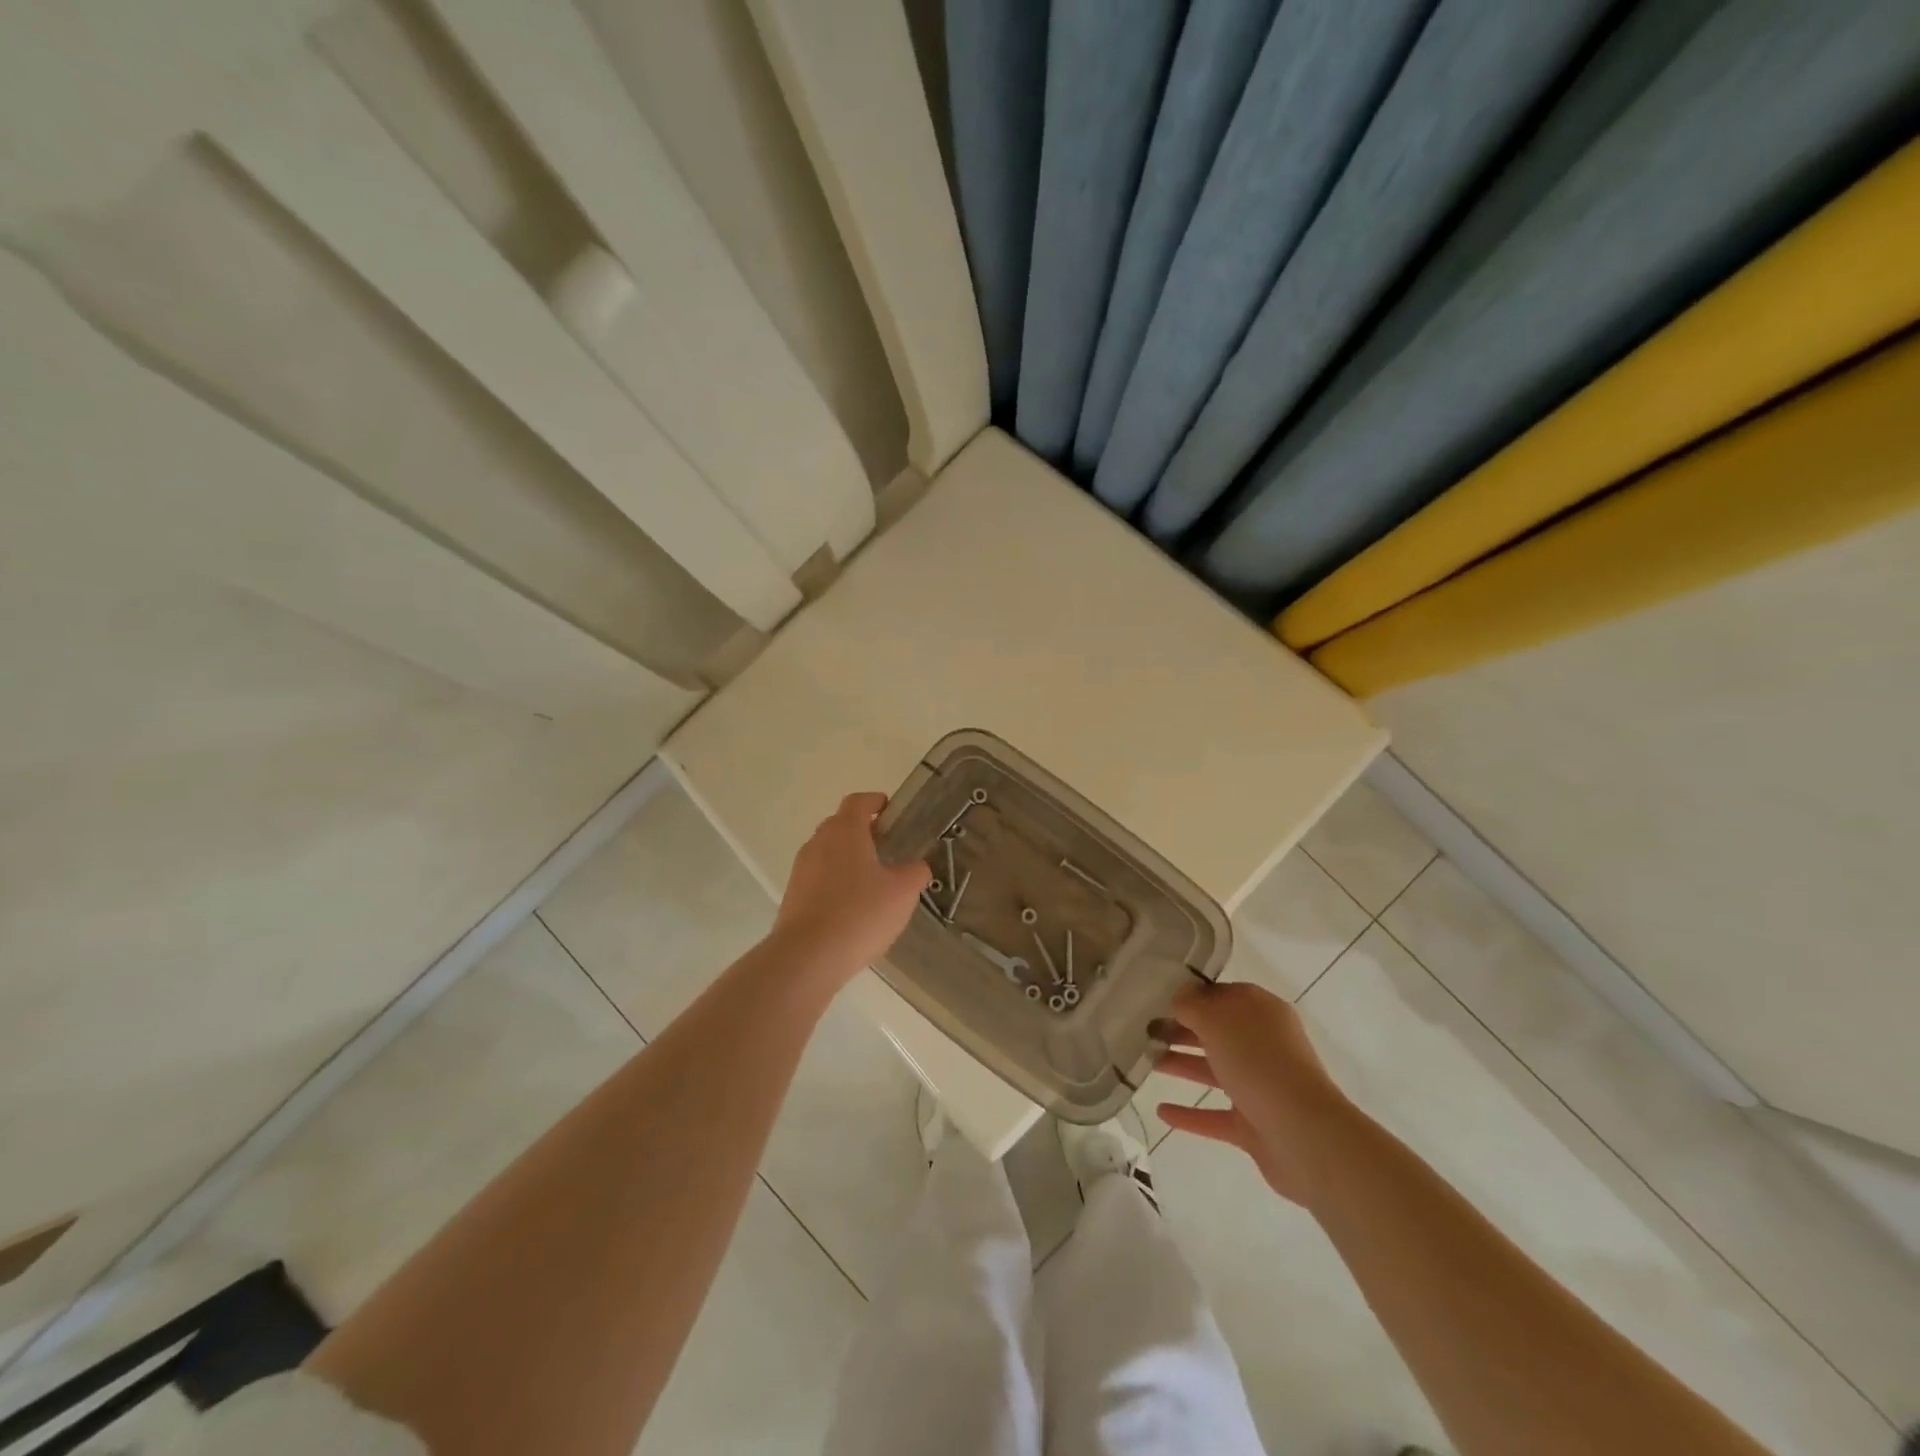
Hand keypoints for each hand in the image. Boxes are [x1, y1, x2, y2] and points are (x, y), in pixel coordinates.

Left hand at [772, 792, 930, 985]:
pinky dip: (836, 883)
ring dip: (849, 859)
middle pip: (841, 825)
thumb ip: (915, 873)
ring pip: (829, 853)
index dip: (876, 802)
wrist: (807, 957)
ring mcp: (802, 869)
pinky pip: (819, 878)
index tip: (891, 812)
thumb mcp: (902, 893)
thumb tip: (917, 867)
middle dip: (864, 832)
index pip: (858, 802)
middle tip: (888, 848)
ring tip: (873, 882)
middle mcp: (818, 842)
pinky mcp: (793, 896)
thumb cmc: (860, 913)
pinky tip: (853, 908)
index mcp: (845, 831)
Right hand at [1155, 980, 1346, 1205]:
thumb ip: (1192, 1005)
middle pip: (1216, 1032)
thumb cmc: (1259, 1063)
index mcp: (1262, 1012)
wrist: (1304, 1136)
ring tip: (1147, 1062)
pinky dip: (1190, 1114)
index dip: (1191, 996)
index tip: (1157, 998)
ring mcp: (1260, 1086)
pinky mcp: (1254, 1125)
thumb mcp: (1217, 1020)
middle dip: (1182, 1030)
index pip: (1222, 995)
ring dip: (1181, 1065)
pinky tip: (1161, 1111)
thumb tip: (1180, 998)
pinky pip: (1215, 1115)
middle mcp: (1264, 1046)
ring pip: (1214, 1070)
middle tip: (1146, 1030)